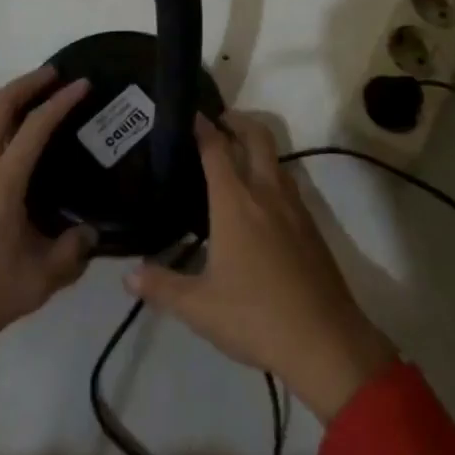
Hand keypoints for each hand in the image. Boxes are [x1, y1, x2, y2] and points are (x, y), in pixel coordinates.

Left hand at [0, 68, 95, 402]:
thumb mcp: (35, 283)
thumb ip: (70, 254)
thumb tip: (90, 233)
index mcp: (1, 182)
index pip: (35, 126)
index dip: (61, 101)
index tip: (82, 83)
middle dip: (27, 83)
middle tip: (54, 74)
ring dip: (4, 96)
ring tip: (27, 95)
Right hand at [126, 113, 395, 421]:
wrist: (325, 340)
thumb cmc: (255, 317)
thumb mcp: (199, 308)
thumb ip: (162, 287)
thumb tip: (128, 276)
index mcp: (236, 203)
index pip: (217, 150)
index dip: (203, 128)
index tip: (191, 114)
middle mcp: (266, 193)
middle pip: (256, 137)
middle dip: (237, 121)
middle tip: (218, 121)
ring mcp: (293, 207)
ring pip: (276, 159)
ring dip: (257, 146)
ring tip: (237, 156)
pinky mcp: (310, 226)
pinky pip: (288, 183)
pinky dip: (271, 173)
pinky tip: (261, 200)